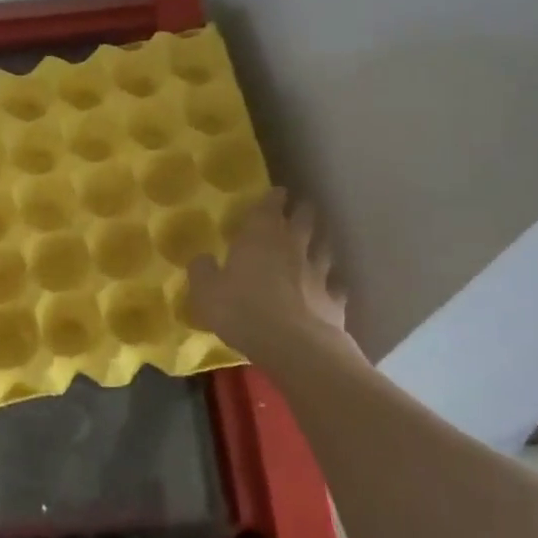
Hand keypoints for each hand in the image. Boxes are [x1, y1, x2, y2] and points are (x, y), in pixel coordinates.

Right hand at [186, 188, 359, 360]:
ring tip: (318, 242)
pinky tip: (331, 287)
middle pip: (304, 220)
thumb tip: (201, 258)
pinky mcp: (334, 300)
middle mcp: (293, 247)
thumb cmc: (242, 310)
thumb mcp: (206, 292)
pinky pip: (336, 286)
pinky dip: (333, 284)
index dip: (274, 197)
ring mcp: (318, 273)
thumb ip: (202, 271)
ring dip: (320, 243)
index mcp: (260, 237)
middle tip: (302, 208)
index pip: (269, 206)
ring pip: (324, 249)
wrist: (293, 345)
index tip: (278, 191)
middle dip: (303, 211)